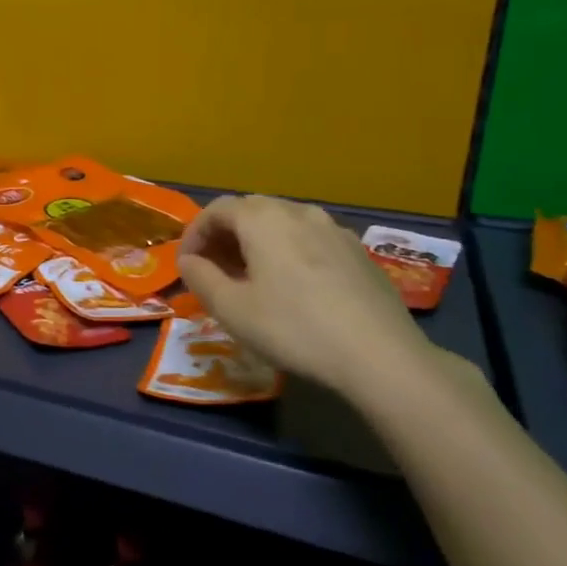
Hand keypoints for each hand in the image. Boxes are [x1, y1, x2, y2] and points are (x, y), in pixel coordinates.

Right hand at [178, 196, 437, 399]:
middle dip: (225, 236)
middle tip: (214, 270)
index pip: (216, 210)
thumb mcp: (231, 309)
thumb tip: (189, 261)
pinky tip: (294, 287)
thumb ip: (201, 278)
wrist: (380, 355)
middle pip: (250, 210)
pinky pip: (311, 240)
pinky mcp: (359, 253)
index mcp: (263, 219)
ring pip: (283, 224)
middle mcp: (299, 212)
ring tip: (251, 278)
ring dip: (258, 243)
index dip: (194, 234)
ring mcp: (334, 230)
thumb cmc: (293, 328)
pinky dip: (289, 252)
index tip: (186, 265)